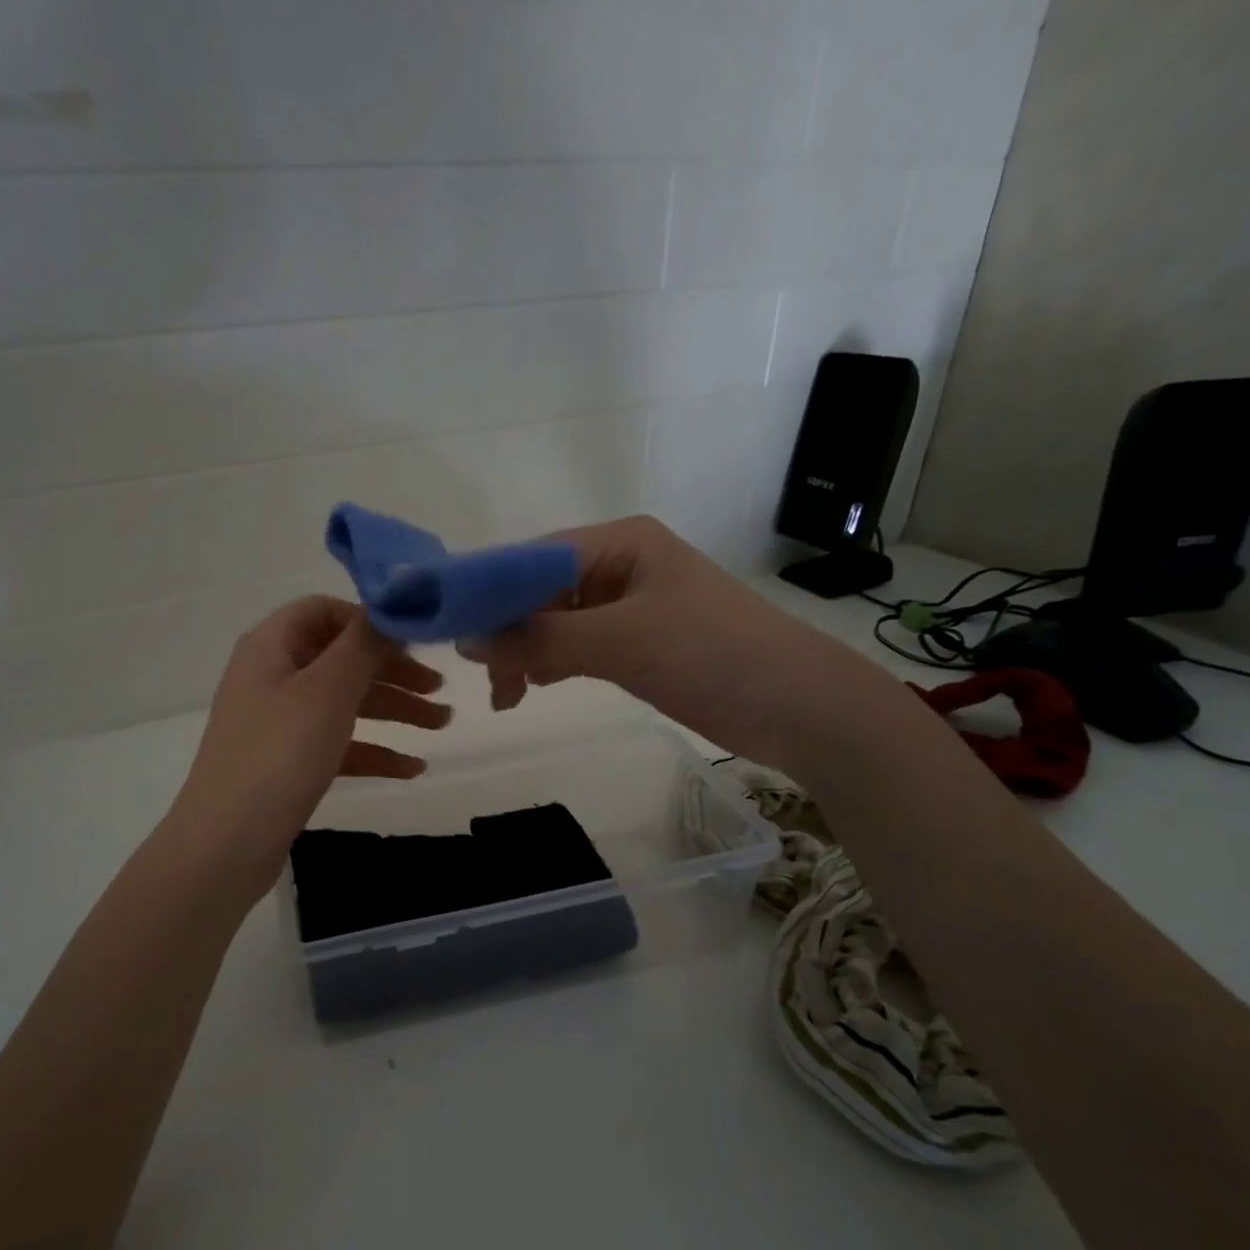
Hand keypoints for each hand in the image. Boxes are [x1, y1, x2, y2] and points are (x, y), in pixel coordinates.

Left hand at [166, 596, 450, 899]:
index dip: (370, 621)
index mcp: (272, 645)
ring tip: (442, 725)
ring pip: (345, 702)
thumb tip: (389, 610)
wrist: (226, 845)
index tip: (414, 642)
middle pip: (342, 658)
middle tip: (441, 688)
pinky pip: (338, 743)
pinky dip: (374, 750)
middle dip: (393, 671)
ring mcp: (279, 721)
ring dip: (394, 709)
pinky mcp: (288, 762)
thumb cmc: (278, 755)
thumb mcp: (327, 691)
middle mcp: (273, 675)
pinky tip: (412, 768)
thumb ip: (362, 645)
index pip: (324, 610)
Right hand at [465, 515, 865, 766]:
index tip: (450, 629)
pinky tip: (533, 686)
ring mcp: (628, 606)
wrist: (798, 706)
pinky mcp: (637, 643)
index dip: (488, 591)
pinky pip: (576, 646)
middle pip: (539, 591)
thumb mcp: (620, 641)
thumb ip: (541, 639)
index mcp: (619, 542)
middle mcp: (619, 565)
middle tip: (484, 676)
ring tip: (507, 694)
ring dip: (526, 652)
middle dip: (507, 630)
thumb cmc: (711, 654)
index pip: (533, 557)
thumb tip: (467, 641)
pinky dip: (551, 663)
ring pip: (554, 622)